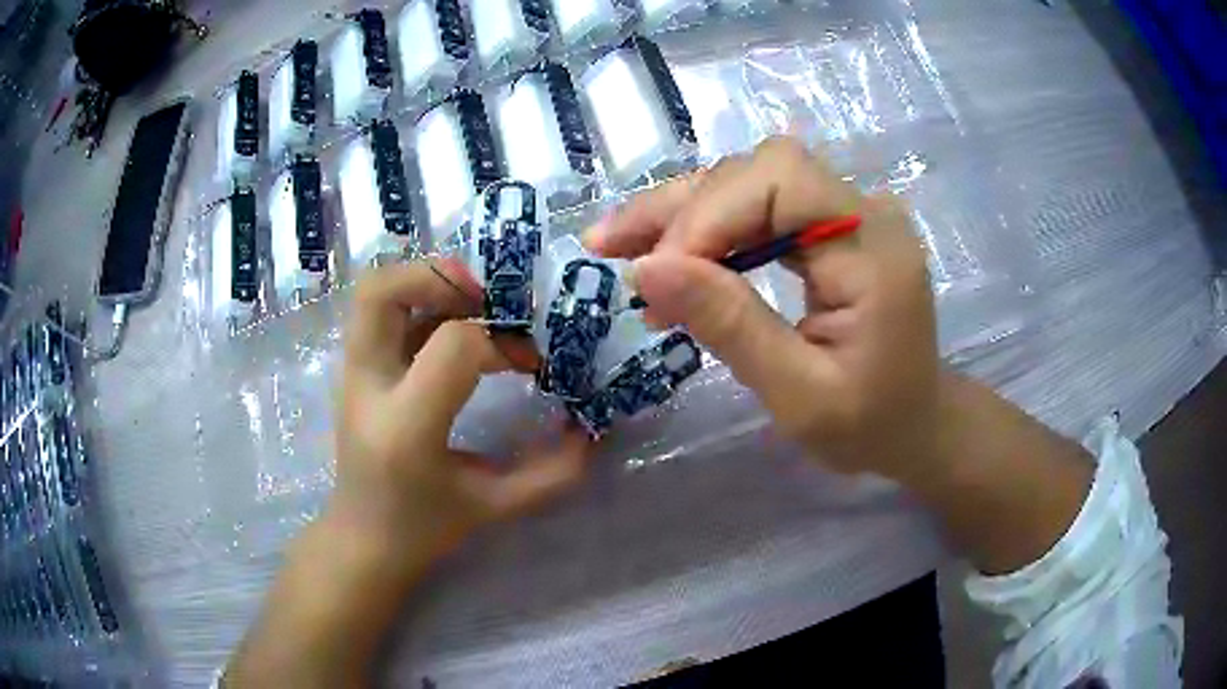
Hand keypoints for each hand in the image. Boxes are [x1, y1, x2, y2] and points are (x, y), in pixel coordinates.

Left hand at [329, 258, 591, 570]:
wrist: (363, 541)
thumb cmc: (425, 529)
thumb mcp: (495, 506)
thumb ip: (552, 472)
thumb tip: (593, 429)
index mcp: (406, 428)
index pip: (454, 345)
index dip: (501, 342)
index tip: (529, 363)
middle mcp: (369, 389)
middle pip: (382, 291)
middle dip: (439, 276)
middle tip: (485, 298)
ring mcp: (352, 375)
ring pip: (373, 291)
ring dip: (426, 282)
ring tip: (471, 304)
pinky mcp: (354, 370)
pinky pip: (380, 312)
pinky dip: (418, 301)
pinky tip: (453, 327)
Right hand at [587, 137, 938, 484]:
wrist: (914, 423)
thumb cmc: (868, 424)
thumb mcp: (799, 395)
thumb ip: (731, 326)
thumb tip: (647, 269)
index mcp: (874, 250)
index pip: (782, 182)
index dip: (709, 214)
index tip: (654, 274)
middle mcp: (867, 212)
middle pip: (761, 169)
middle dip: (682, 206)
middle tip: (610, 246)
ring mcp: (851, 213)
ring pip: (752, 179)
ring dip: (684, 211)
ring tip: (622, 246)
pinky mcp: (833, 225)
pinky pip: (762, 203)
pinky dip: (709, 225)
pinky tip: (670, 253)